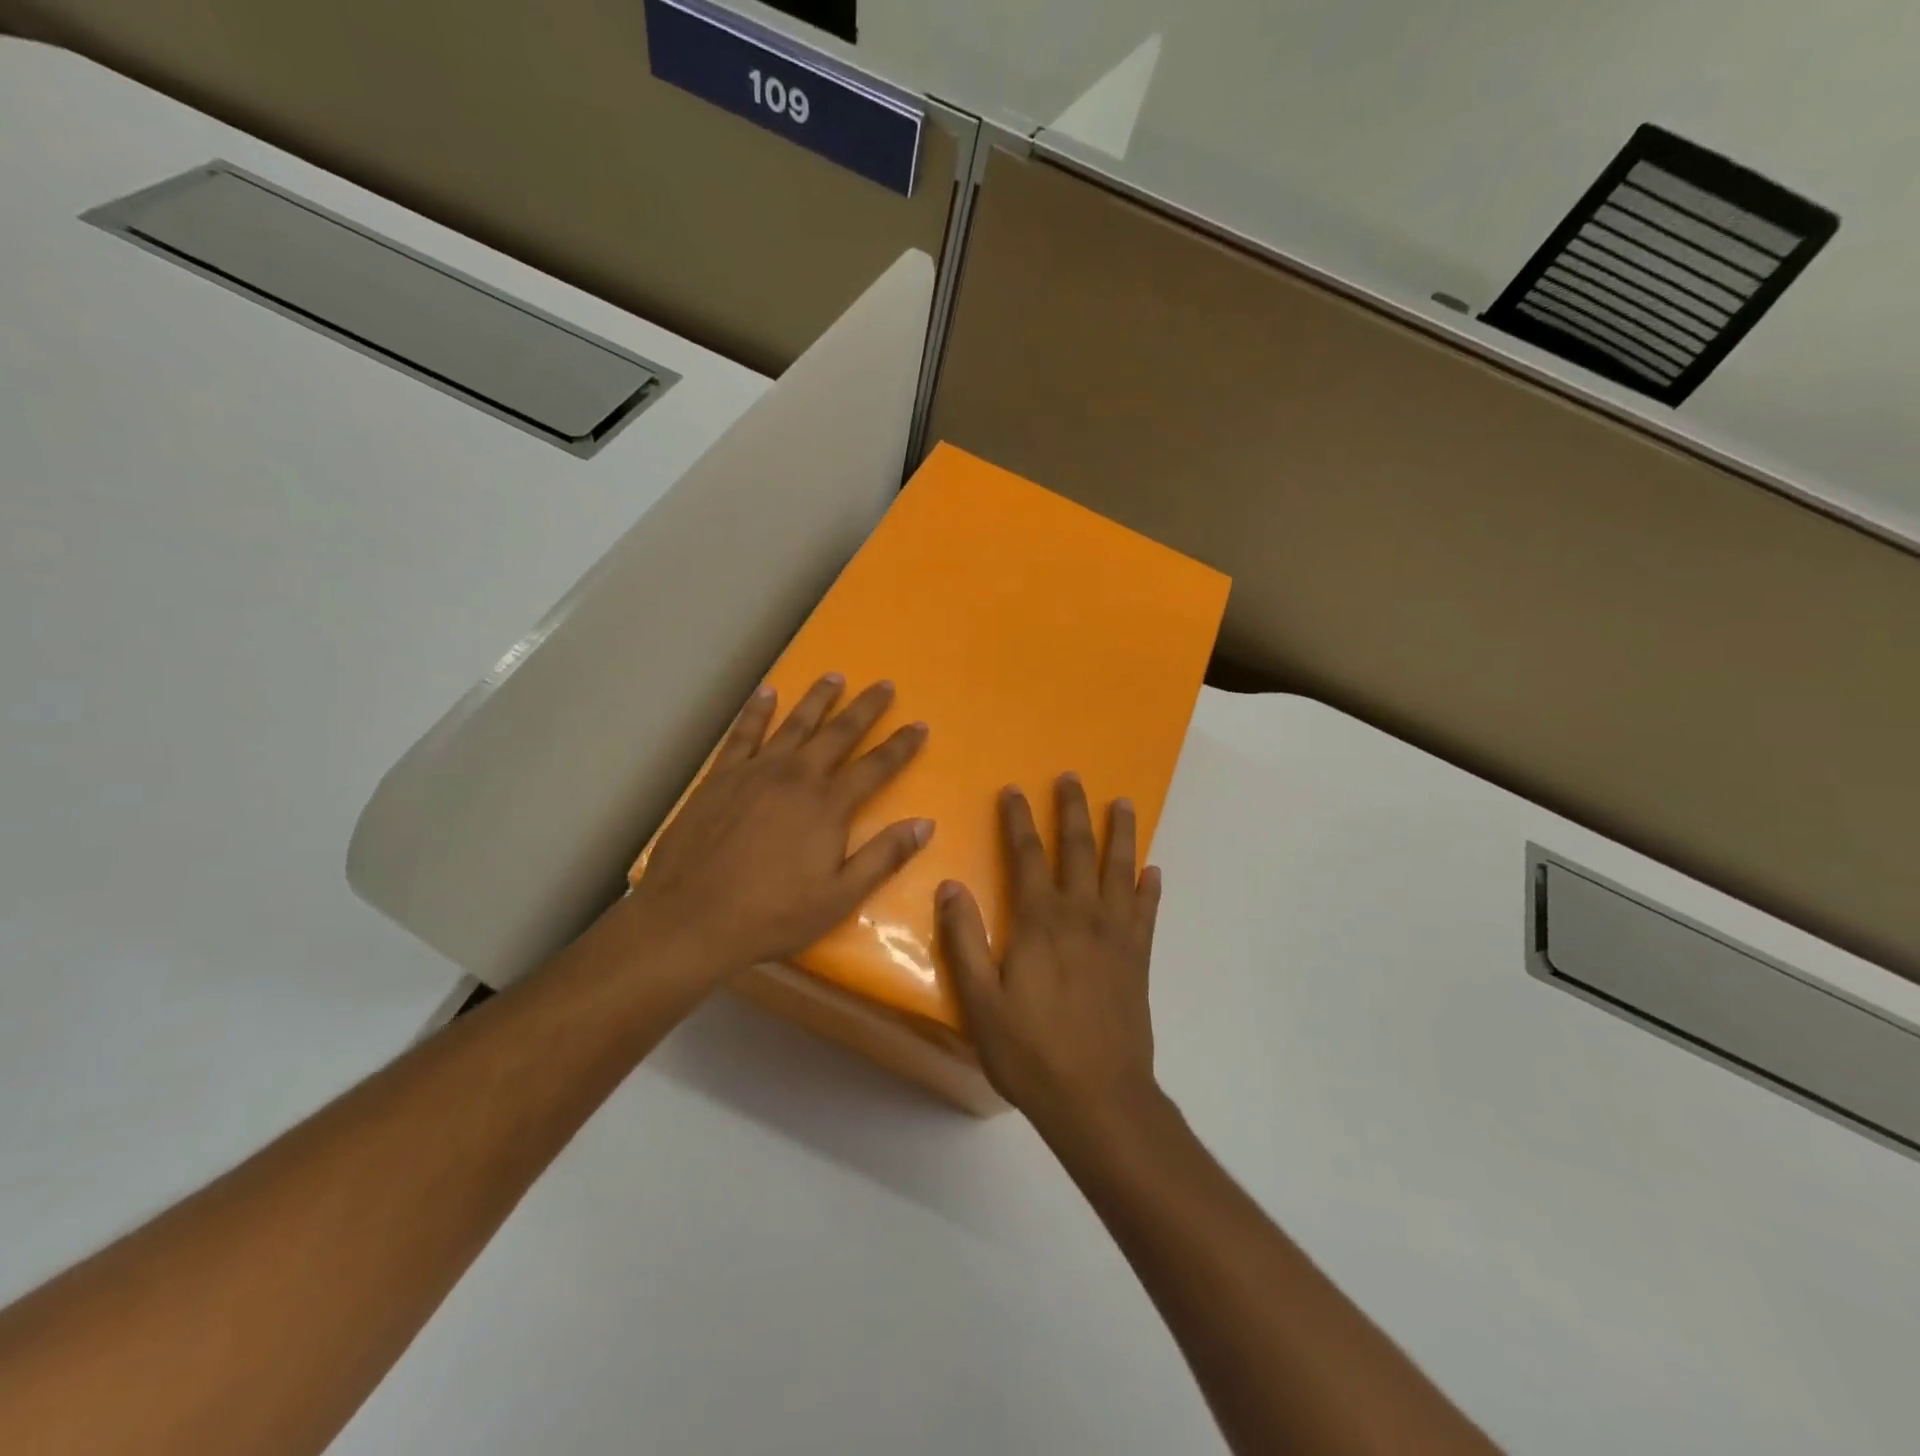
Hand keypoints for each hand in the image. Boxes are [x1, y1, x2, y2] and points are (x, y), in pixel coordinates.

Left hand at [632, 673, 931, 972]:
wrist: (690, 918)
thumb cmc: (771, 915)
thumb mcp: (839, 897)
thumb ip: (883, 856)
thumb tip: (925, 823)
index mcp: (828, 805)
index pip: (876, 766)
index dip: (901, 746)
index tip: (920, 724)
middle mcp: (796, 776)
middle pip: (838, 733)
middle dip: (865, 708)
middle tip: (884, 684)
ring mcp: (755, 772)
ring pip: (794, 724)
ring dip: (817, 699)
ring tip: (834, 676)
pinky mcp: (720, 777)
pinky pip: (743, 733)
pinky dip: (756, 711)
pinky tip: (766, 693)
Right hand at [937, 774, 1163, 1141]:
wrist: (1099, 1098)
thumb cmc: (1031, 1051)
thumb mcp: (981, 1002)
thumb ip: (965, 941)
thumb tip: (951, 886)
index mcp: (1040, 921)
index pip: (1027, 856)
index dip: (1019, 820)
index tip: (1014, 790)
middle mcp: (1081, 915)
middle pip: (1077, 849)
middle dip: (1072, 810)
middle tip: (1072, 778)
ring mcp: (1116, 935)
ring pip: (1119, 870)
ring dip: (1120, 834)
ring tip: (1122, 803)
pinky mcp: (1139, 959)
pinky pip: (1147, 912)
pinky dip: (1150, 888)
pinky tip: (1153, 871)